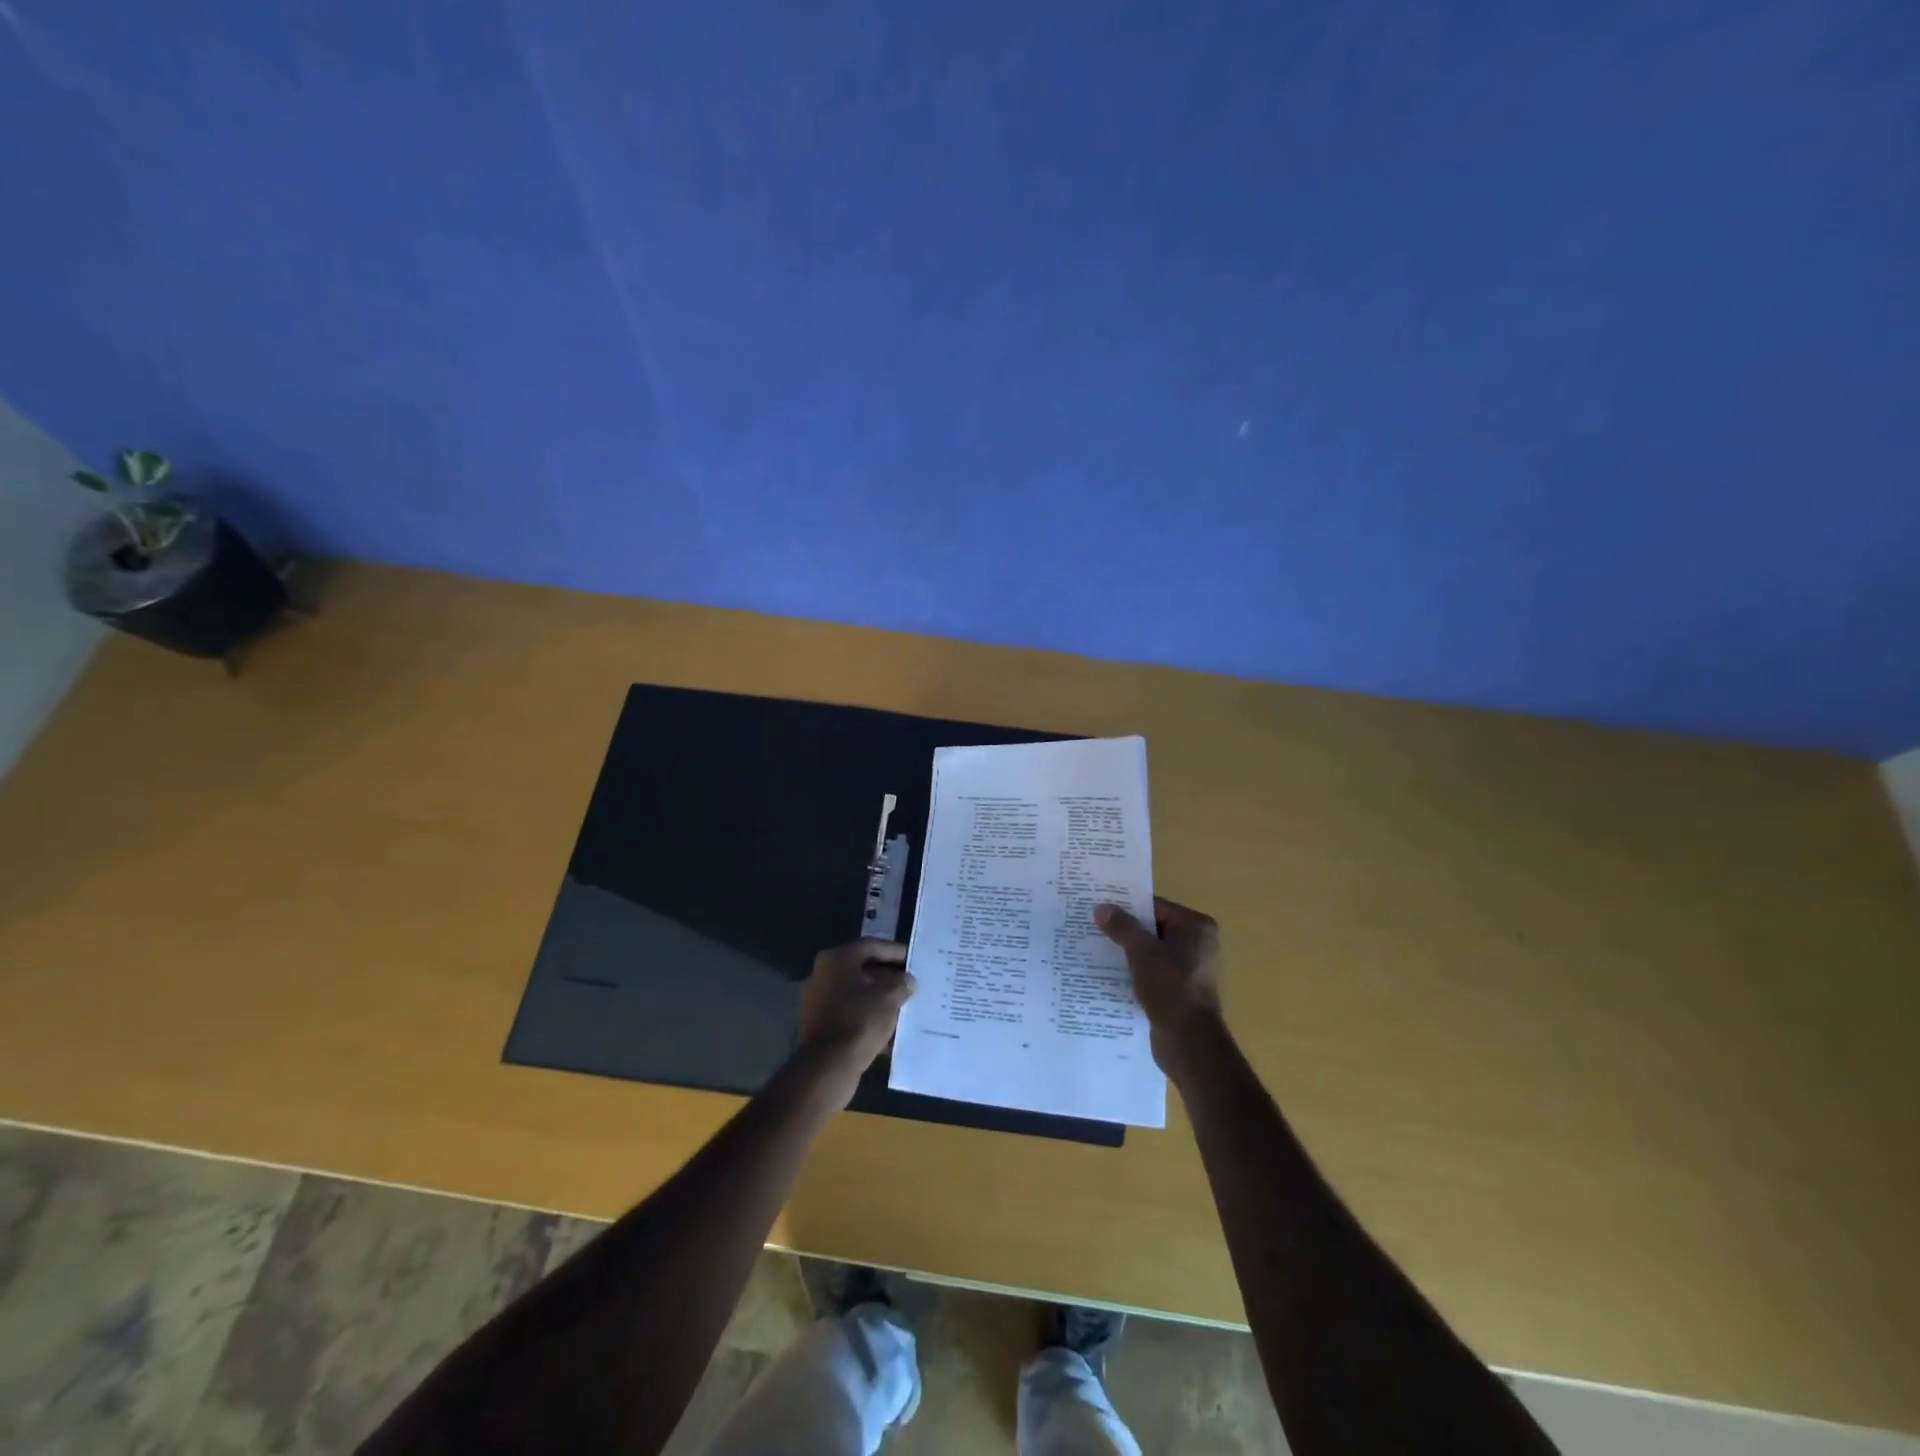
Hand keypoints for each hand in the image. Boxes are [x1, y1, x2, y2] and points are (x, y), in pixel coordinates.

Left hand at [798, 939, 915, 1093]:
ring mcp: (819, 1001)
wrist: (829, 1065)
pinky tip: (891, 1029)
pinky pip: (852, 1013)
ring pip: (858, 993)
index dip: (895, 951)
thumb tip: (907, 980)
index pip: (871, 946)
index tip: (914, 960)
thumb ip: (901, 983)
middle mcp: (824, 974)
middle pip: (863, 969)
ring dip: (881, 998)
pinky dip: (870, 1017)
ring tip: (906, 1005)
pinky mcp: (821, 1025)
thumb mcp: (889, 997)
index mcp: (837, 959)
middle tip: (912, 983)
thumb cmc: (860, 1020)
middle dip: (889, 977)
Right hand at [1095, 897, 1222, 1081]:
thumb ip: (1122, 927)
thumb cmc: (1170, 988)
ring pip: (1151, 951)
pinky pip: (1152, 971)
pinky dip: (1134, 970)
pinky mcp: (1179, 989)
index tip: (1100, 907)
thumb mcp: (1141, 952)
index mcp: (1196, 927)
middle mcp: (1197, 944)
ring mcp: (1190, 968)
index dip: (1127, 906)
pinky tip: (1109, 971)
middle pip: (1153, 928)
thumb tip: (1101, 907)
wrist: (1188, 1042)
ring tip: (1095, 947)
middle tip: (1093, 925)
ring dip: (1127, 951)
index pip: (1155, 906)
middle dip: (1125, 929)